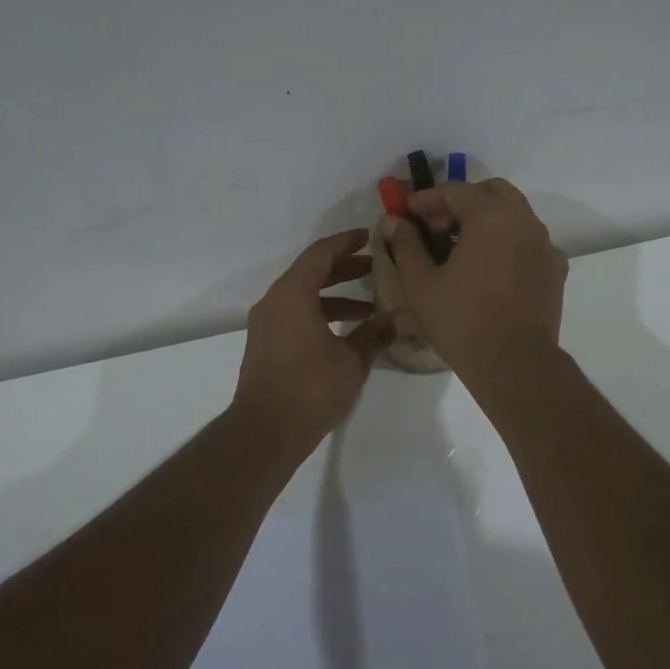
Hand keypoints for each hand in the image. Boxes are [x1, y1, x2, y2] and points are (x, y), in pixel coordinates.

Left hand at [233, 230, 394, 445]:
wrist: (265, 431)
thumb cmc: (311, 388)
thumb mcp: (352, 360)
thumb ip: (377, 333)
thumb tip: (404, 316)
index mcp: (293, 294)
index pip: (321, 254)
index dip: (346, 242)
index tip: (370, 236)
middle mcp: (275, 302)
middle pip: (311, 272)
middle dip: (345, 268)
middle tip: (377, 267)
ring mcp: (267, 324)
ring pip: (304, 295)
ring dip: (336, 295)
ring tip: (371, 305)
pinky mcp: (267, 344)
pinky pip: (296, 314)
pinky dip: (322, 313)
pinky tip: (348, 331)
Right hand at [382, 178, 568, 391]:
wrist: (515, 363)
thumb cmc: (461, 321)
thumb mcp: (420, 284)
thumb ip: (406, 244)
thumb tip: (394, 220)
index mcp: (490, 217)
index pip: (456, 190)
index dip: (428, 198)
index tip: (408, 212)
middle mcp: (524, 221)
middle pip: (492, 192)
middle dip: (463, 201)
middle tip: (438, 226)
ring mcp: (545, 244)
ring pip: (515, 214)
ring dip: (487, 219)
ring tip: (462, 248)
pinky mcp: (556, 269)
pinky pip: (529, 241)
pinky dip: (508, 241)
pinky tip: (491, 268)